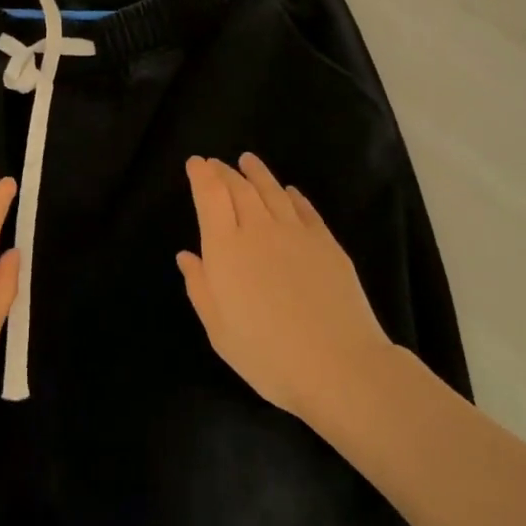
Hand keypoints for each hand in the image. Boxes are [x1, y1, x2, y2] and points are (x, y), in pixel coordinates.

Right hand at [178, 154, 393, 423]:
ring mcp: (296, 232)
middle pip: (239, 188)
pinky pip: (305, 208)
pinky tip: (289, 191)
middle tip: (215, 163)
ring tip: (247, 161)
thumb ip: (200, 287)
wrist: (338, 365)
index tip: (195, 163)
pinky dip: (292, 195)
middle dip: (224, 171)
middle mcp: (259, 229)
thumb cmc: (267, 355)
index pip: (210, 196)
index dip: (201, 175)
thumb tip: (187, 256)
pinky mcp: (326, 242)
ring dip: (257, 173)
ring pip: (272, 190)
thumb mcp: (219, 330)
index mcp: (225, 248)